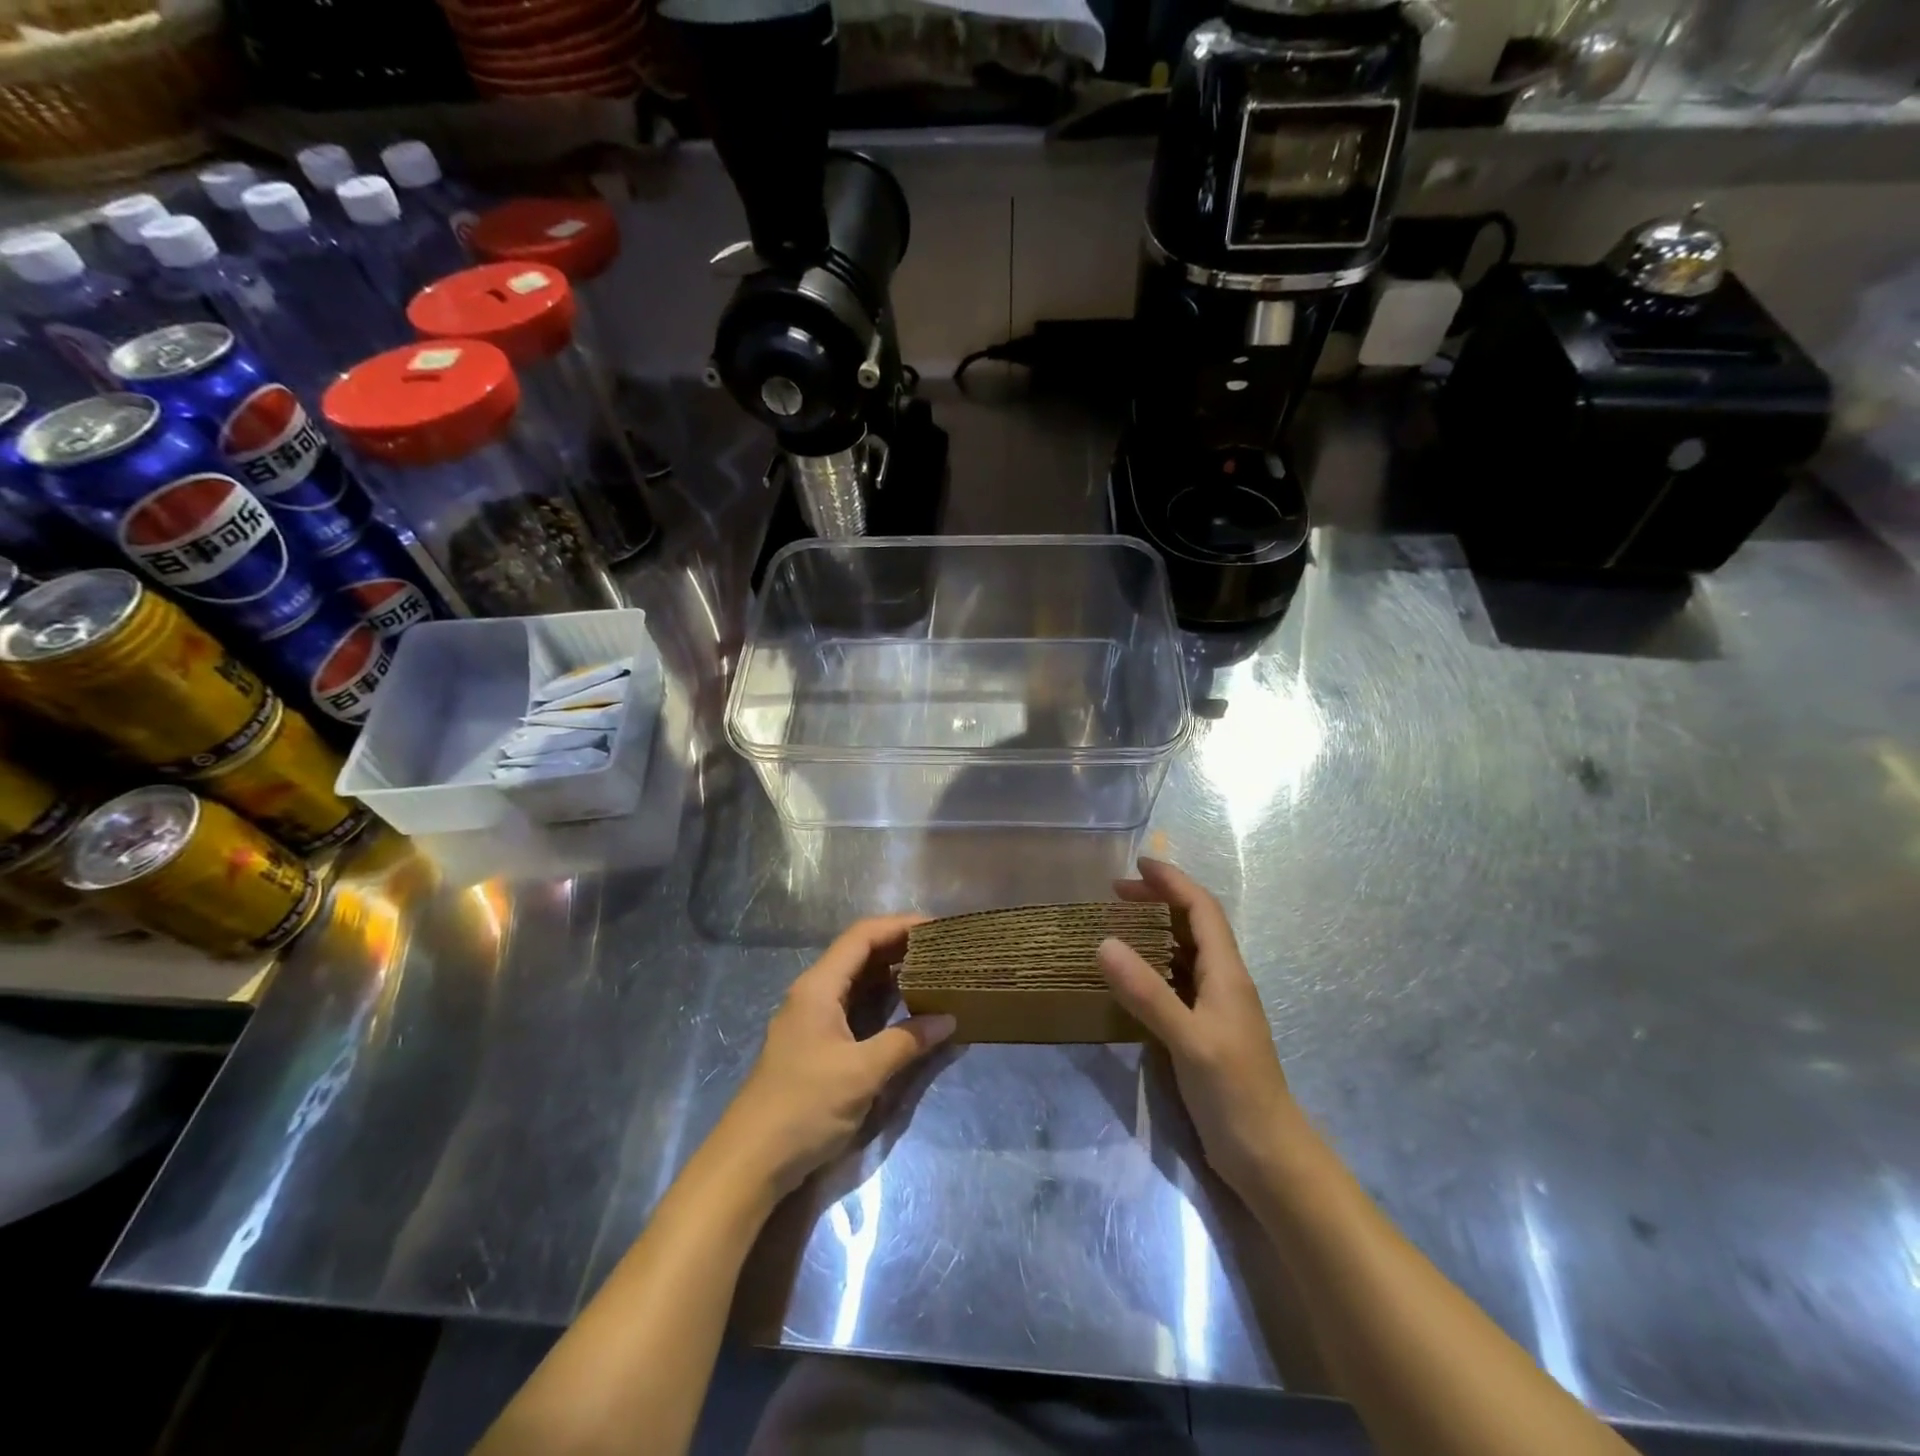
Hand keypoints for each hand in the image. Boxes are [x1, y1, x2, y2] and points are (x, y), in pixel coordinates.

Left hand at [715, 914, 955, 1198]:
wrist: (750, 1161)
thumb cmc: (804, 1107)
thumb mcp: (862, 1073)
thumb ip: (906, 1041)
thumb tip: (949, 1019)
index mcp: (818, 986)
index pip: (862, 936)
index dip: (900, 925)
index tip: (938, 927)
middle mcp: (813, 993)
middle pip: (859, 953)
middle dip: (899, 946)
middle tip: (942, 948)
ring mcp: (812, 1018)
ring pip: (856, 981)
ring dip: (891, 973)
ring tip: (932, 970)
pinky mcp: (815, 1043)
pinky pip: (853, 1006)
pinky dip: (881, 1000)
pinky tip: (905, 1007)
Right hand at [1099, 859, 1298, 1195]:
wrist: (1269, 1156)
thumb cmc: (1235, 1093)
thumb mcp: (1188, 1040)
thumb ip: (1148, 993)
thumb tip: (1103, 943)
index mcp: (1226, 973)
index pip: (1202, 909)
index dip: (1172, 882)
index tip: (1137, 865)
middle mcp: (1223, 982)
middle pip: (1194, 924)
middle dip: (1159, 900)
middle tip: (1116, 894)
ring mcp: (1215, 1008)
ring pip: (1186, 951)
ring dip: (1156, 929)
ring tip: (1118, 924)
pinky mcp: (1204, 1031)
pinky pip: (1178, 981)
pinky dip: (1154, 964)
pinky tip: (1132, 976)